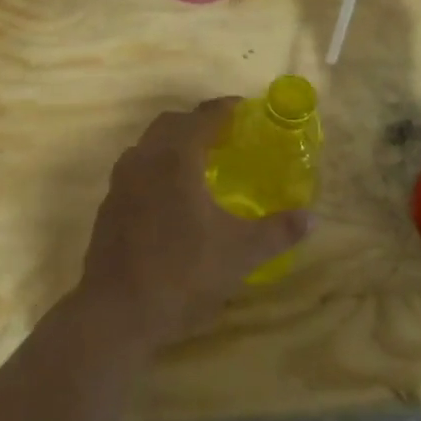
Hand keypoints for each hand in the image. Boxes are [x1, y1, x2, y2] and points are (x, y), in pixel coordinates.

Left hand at [76, 100, 310, 350]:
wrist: (116, 311)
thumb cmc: (182, 274)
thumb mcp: (239, 254)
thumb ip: (277, 232)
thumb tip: (311, 218)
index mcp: (176, 158)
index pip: (202, 117)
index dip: (224, 109)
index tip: (243, 109)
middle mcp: (144, 159)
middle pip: (171, 123)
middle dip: (197, 122)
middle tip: (225, 137)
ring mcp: (121, 181)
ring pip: (148, 145)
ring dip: (173, 144)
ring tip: (200, 164)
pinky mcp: (109, 204)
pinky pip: (136, 169)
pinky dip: (156, 167)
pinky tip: (172, 198)